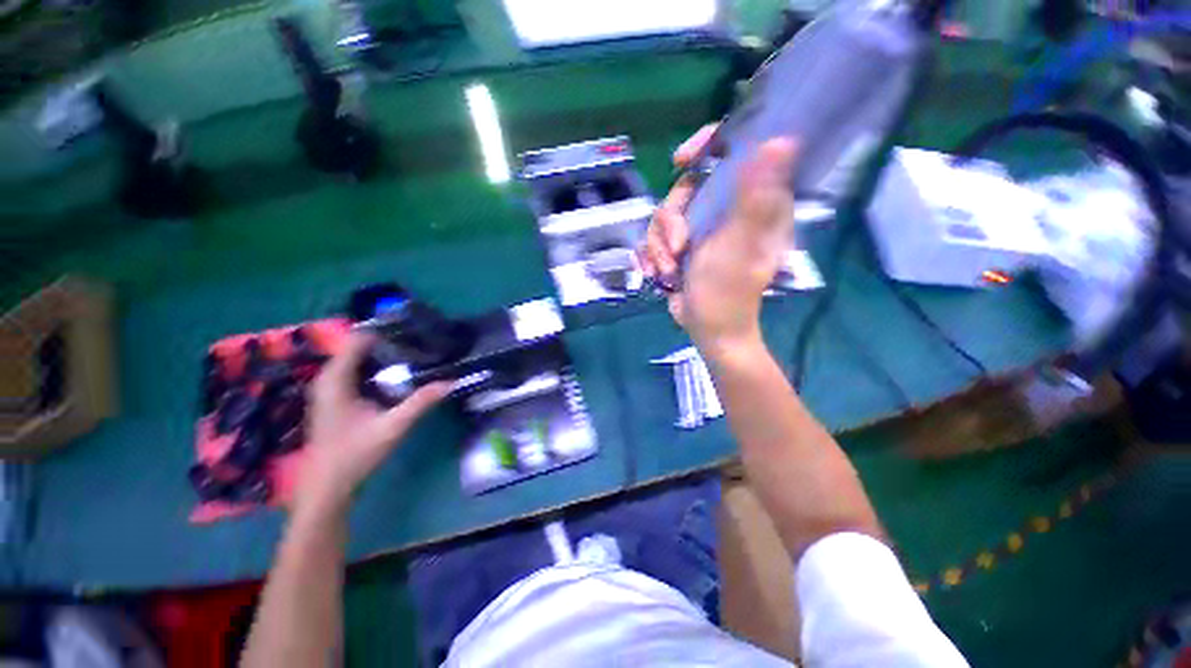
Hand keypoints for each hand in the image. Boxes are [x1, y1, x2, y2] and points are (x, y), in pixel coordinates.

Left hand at [296, 333, 449, 512]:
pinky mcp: (334, 400)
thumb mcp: (393, 427)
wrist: (327, 488)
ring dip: (382, 356)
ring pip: (356, 361)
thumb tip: (451, 381)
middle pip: (357, 348)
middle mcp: (328, 379)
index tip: (412, 331)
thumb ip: (421, 402)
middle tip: (418, 343)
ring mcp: (329, 390)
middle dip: (387, 343)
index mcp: (335, 380)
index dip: (383, 332)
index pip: (357, 340)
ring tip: (413, 354)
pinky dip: (374, 369)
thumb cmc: (355, 455)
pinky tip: (397, 375)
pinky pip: (355, 373)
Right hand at [641, 125, 798, 359]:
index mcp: (751, 201)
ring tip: (669, 271)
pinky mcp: (681, 245)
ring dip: (659, 247)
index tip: (681, 161)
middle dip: (671, 221)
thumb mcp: (739, 244)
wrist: (709, 329)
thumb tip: (783, 139)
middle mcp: (725, 209)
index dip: (706, 145)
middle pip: (684, 188)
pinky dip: (652, 256)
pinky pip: (654, 237)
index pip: (734, 151)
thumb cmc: (729, 291)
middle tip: (677, 248)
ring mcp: (700, 228)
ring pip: (663, 216)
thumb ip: (754, 197)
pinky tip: (658, 275)